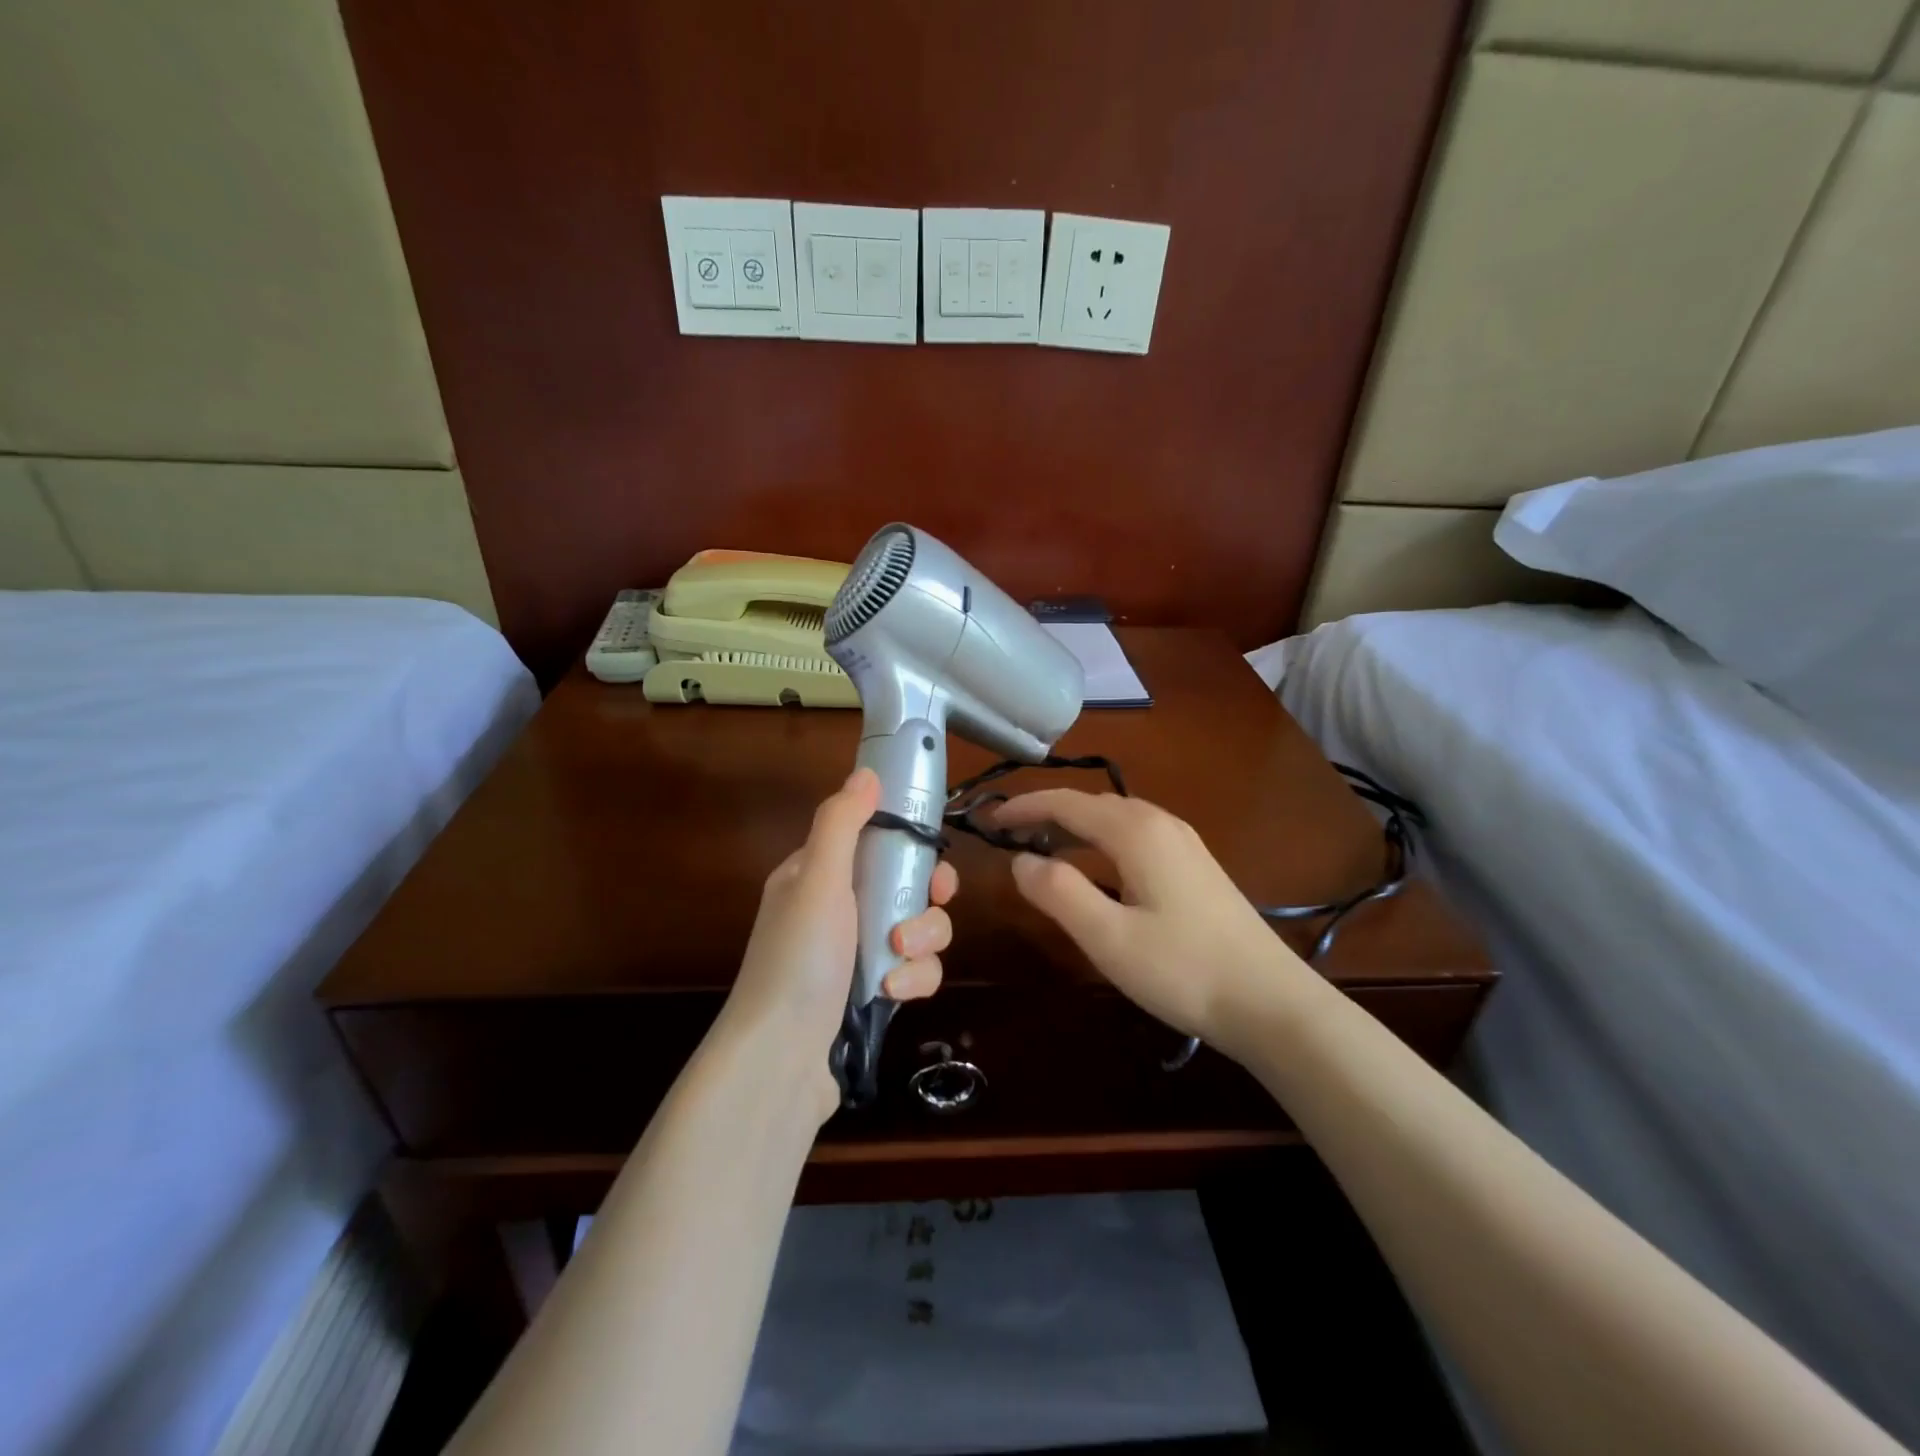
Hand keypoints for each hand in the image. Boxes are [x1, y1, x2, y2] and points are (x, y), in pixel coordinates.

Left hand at [721, 767, 956, 1120]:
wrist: (780, 1061)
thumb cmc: (798, 958)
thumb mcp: (817, 880)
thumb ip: (841, 823)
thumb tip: (866, 772)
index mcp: (818, 875)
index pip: (877, 842)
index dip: (912, 847)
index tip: (934, 862)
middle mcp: (839, 910)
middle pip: (907, 886)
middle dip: (925, 901)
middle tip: (931, 906)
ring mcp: (857, 955)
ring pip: (919, 930)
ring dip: (921, 943)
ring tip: (898, 960)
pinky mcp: (873, 994)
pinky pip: (915, 972)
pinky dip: (912, 980)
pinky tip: (894, 994)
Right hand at [995, 790, 1306, 1050]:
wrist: (1271, 1002)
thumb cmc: (1182, 970)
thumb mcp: (1108, 937)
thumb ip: (1058, 892)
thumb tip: (1021, 860)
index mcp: (1136, 832)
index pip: (1066, 803)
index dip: (1025, 807)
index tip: (990, 820)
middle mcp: (1161, 823)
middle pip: (1092, 804)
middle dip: (1047, 813)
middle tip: (1009, 835)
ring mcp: (1184, 843)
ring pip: (1116, 818)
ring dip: (1075, 826)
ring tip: (1043, 848)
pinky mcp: (1196, 865)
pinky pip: (1136, 835)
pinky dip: (1102, 840)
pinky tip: (1097, 868)